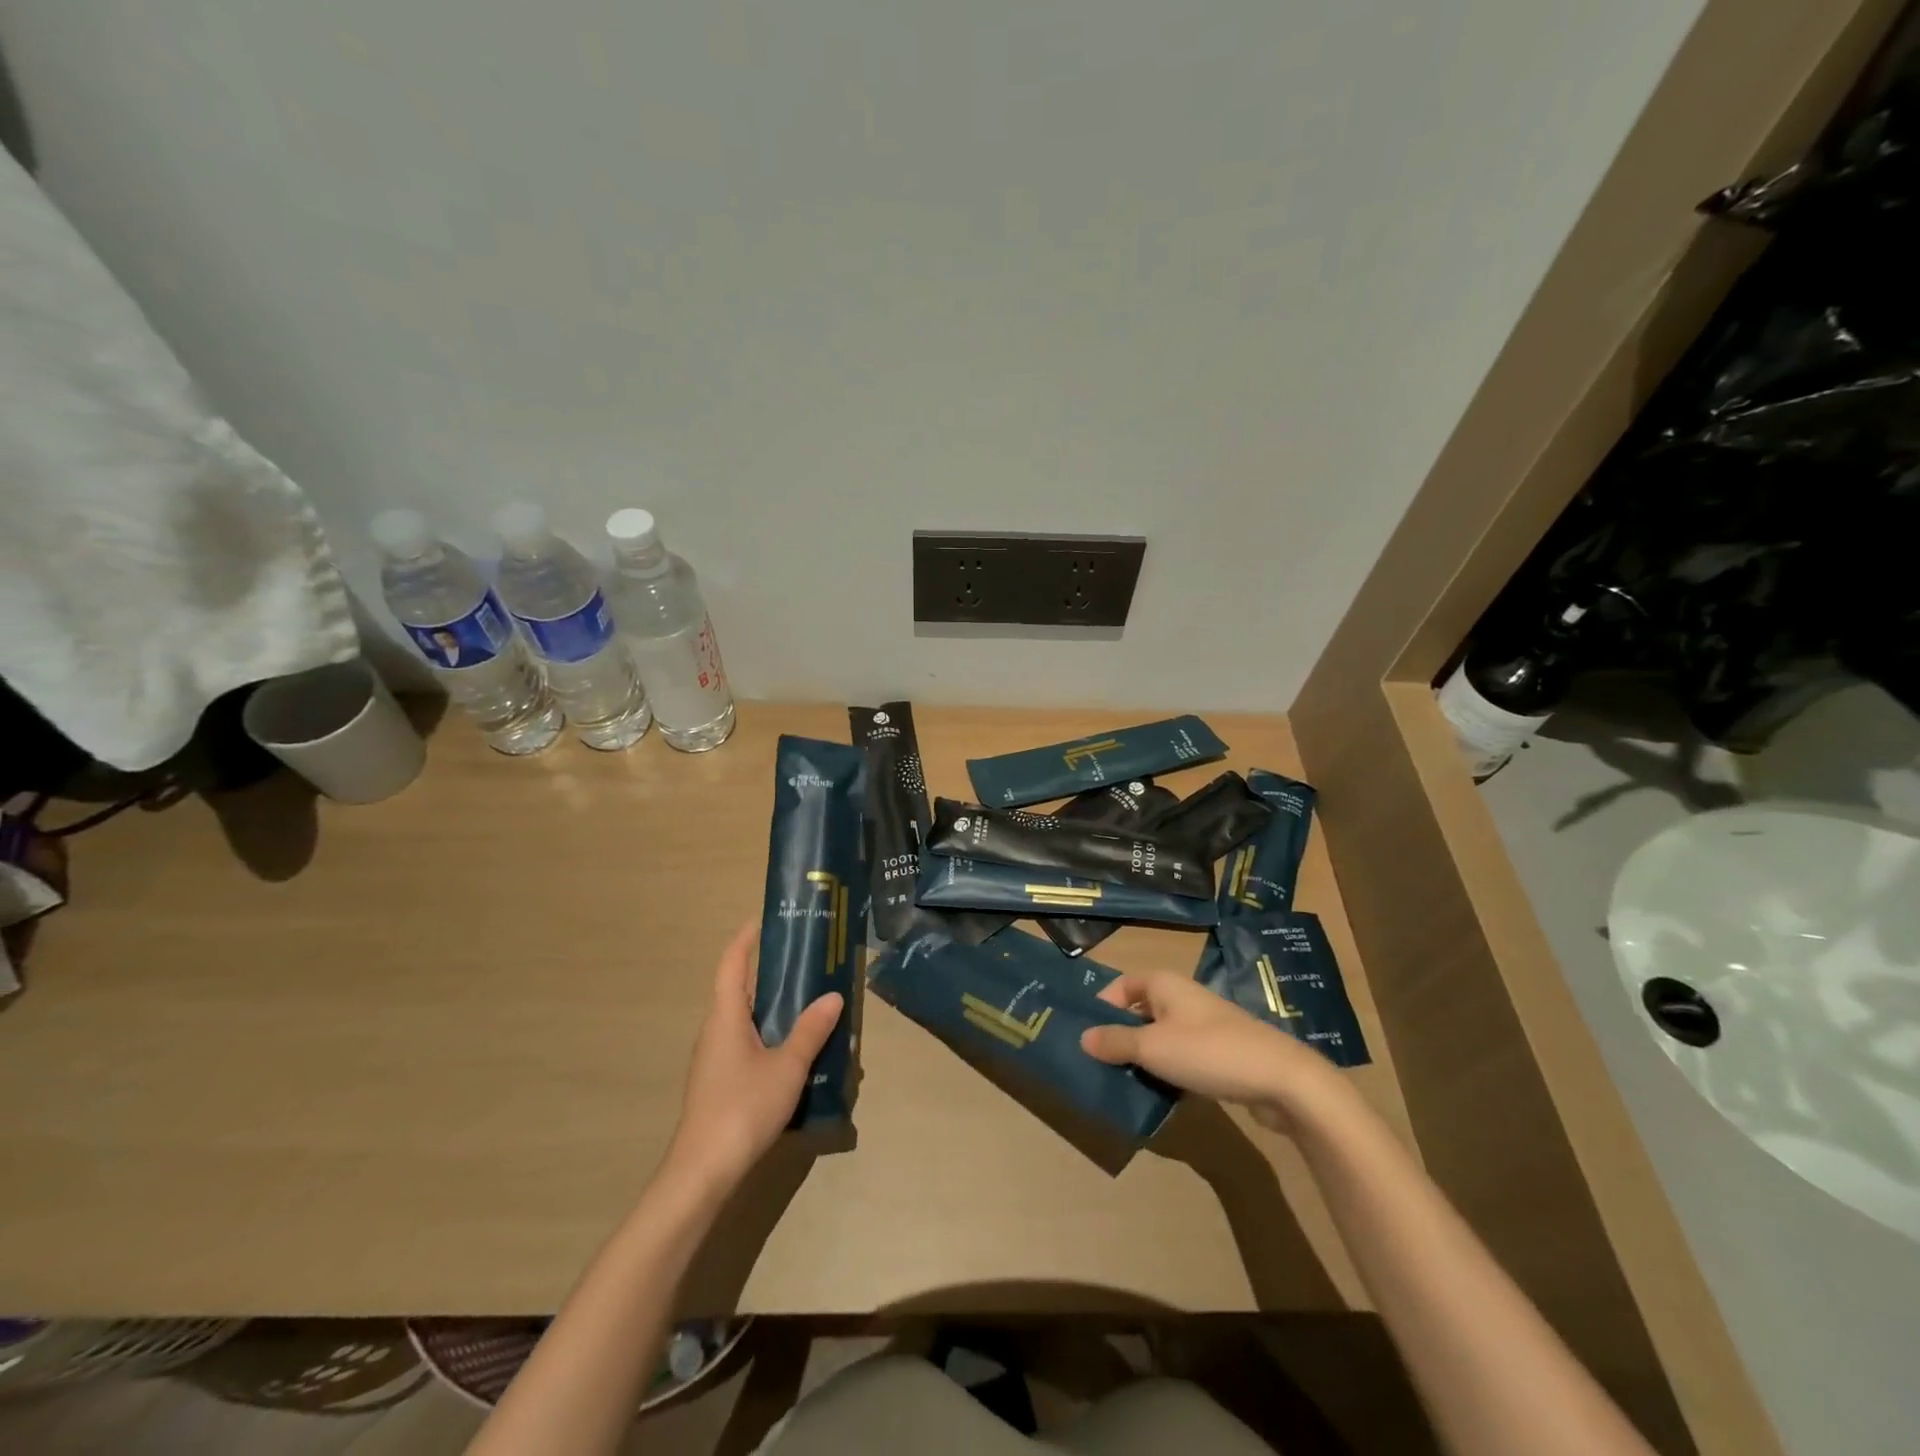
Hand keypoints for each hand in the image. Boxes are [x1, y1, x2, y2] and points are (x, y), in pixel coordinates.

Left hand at [665, 921, 843, 1190]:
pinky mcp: (720, 1082)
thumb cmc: (742, 1108)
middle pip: (741, 990)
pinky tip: (798, 1050)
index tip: (764, 919)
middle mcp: (716, 1031)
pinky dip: (770, 1035)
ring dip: (774, 1008)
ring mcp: (715, 1059)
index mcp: (725, 1016)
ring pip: (746, 1019)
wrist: (702, 1173)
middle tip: (807, 961)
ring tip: (811, 1003)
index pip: (732, 964)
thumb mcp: (786, 1067)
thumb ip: (810, 1030)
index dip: (745, 939)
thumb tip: (832, 995)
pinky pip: (747, 1043)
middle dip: (770, 973)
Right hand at [1080, 972, 1344, 1133]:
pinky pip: (1180, 1056)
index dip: (1101, 1007)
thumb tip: (1083, 1037)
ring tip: (1119, 1082)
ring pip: (1159, 1036)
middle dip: (1118, 1036)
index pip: (1121, 986)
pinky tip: (1155, 1093)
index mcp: (1164, 984)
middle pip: (1138, 1011)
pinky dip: (1165, 1070)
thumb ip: (1116, 1042)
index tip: (1083, 1036)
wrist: (1283, 1079)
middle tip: (1095, 1064)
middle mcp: (1181, 997)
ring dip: (1141, 1057)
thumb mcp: (1154, 1048)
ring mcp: (1202, 1025)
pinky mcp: (1217, 1053)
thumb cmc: (1210, 1052)